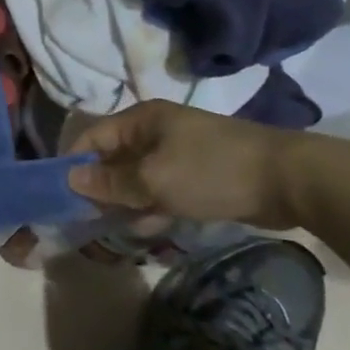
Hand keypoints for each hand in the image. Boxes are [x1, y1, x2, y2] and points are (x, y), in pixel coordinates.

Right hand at [65, 100, 315, 231]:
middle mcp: (155, 131)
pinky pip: (161, 189)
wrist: (290, 180)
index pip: (91, 136)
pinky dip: (150, 206)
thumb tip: (70, 178)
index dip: (72, 162)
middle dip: (98, 186)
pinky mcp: (198, 175)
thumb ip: (110, 182)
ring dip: (124, 201)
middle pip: (112, 158)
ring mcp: (178, 153)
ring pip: (137, 177)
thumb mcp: (154, 180)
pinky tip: (146, 229)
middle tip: (83, 218)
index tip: (58, 194)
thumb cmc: (212, 171)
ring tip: (110, 229)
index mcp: (141, 120)